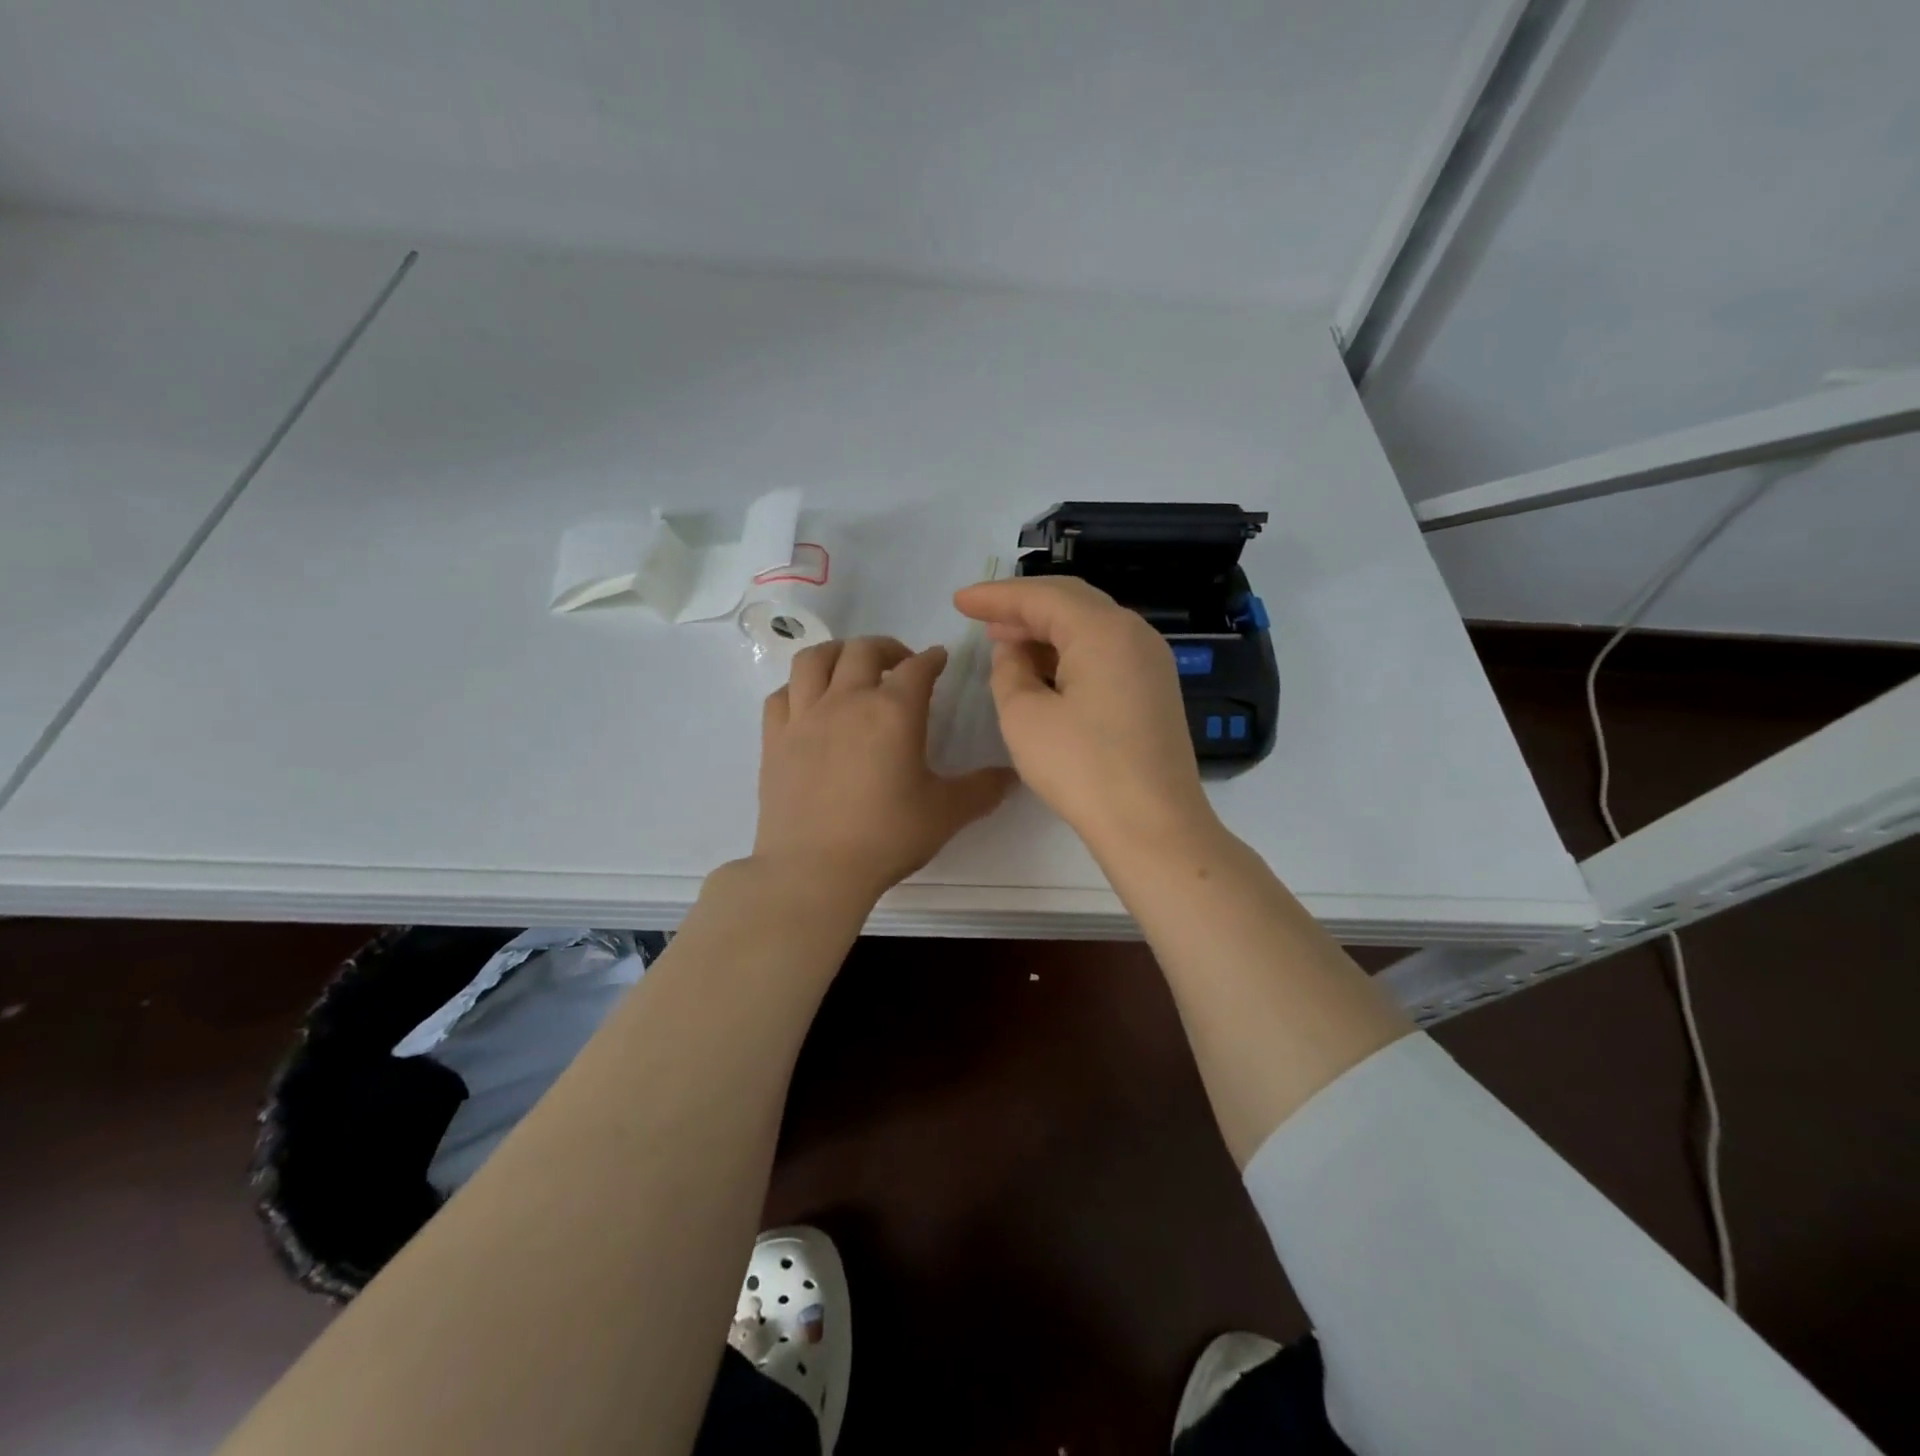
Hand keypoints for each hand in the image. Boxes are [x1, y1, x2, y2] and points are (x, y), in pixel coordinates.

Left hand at [755, 637, 1015, 900]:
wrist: (814, 870)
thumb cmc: (886, 837)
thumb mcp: (946, 814)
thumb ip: (982, 790)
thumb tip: (1011, 776)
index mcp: (894, 712)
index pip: (918, 668)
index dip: (933, 659)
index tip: (939, 660)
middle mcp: (847, 701)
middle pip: (864, 650)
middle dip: (887, 647)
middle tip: (900, 663)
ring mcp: (804, 717)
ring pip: (814, 659)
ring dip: (837, 653)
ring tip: (850, 667)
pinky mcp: (774, 739)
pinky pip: (782, 694)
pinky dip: (798, 687)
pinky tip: (809, 702)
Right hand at [953, 577, 1216, 852]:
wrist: (1153, 825)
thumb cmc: (1082, 768)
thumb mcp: (1025, 717)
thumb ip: (1009, 671)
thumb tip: (1014, 650)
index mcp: (1103, 630)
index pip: (1042, 596)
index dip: (996, 596)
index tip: (960, 600)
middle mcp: (1134, 633)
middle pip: (1071, 602)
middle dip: (1022, 607)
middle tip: (981, 618)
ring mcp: (1150, 661)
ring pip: (1089, 627)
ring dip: (1046, 630)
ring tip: (1005, 642)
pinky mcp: (1153, 688)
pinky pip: (1105, 651)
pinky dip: (1069, 652)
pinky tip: (1043, 670)